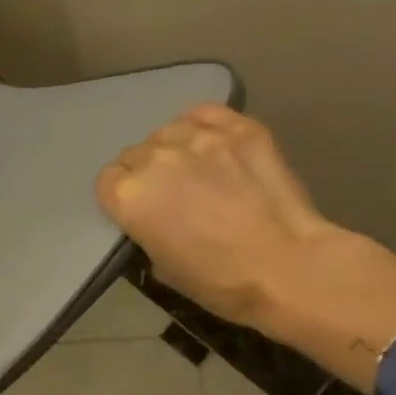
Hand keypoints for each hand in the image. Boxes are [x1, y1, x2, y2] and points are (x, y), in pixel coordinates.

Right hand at [96, 104, 332, 325]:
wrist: (288, 268)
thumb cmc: (219, 281)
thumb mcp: (161, 267)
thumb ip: (145, 230)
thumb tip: (153, 218)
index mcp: (129, 196)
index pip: (107, 181)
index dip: (121, 196)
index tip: (138, 211)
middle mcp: (155, 159)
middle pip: (134, 154)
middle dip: (145, 173)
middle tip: (169, 194)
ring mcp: (199, 139)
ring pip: (167, 132)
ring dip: (172, 148)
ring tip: (193, 168)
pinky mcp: (239, 129)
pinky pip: (205, 113)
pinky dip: (201, 124)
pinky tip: (210, 141)